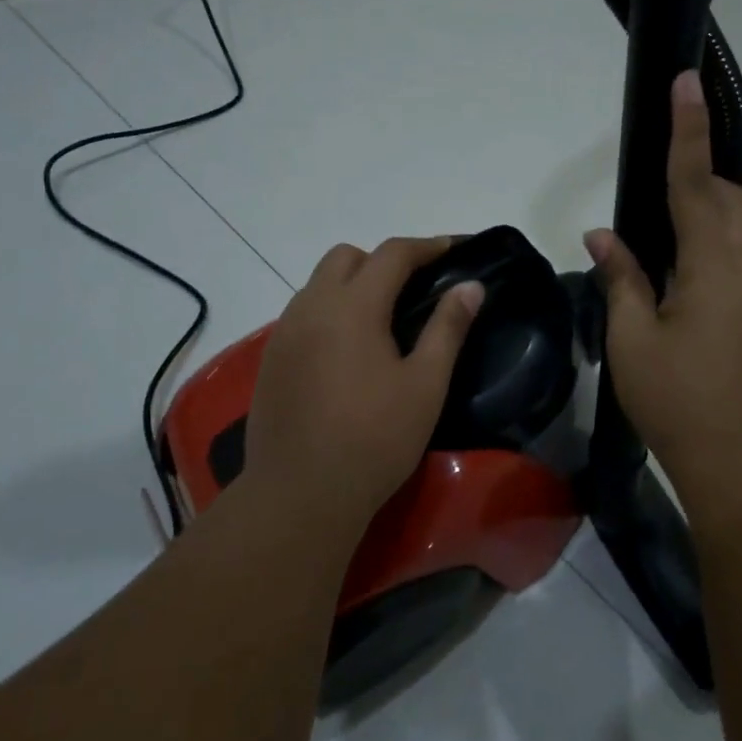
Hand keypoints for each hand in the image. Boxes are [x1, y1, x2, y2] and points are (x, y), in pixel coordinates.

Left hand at [243, 236, 482, 520]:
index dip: (427, 246)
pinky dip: (330, 312)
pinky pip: (303, 314)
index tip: (455, 248)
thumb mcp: (425, 384)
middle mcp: (311, 307)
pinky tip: (347, 351)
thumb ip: (448, 328)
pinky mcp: (271, 360)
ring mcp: (284, 333)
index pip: (392, 254)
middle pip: (346, 257)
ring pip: (319, 284)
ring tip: (382, 320)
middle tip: (415, 289)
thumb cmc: (374, 439)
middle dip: (383, 260)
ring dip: (352, 284)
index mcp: (352, 306)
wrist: (300, 494)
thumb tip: (470, 286)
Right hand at [586, 70, 741, 497]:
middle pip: (732, 202)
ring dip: (708, 224)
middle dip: (700, 180)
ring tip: (663, 254)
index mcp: (716, 267)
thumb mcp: (633, 341)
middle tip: (659, 191)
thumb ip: (622, 279)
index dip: (688, 131)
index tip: (687, 82)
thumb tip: (604, 236)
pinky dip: (715, 261)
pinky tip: (685, 302)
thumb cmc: (679, 402)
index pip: (697, 183)